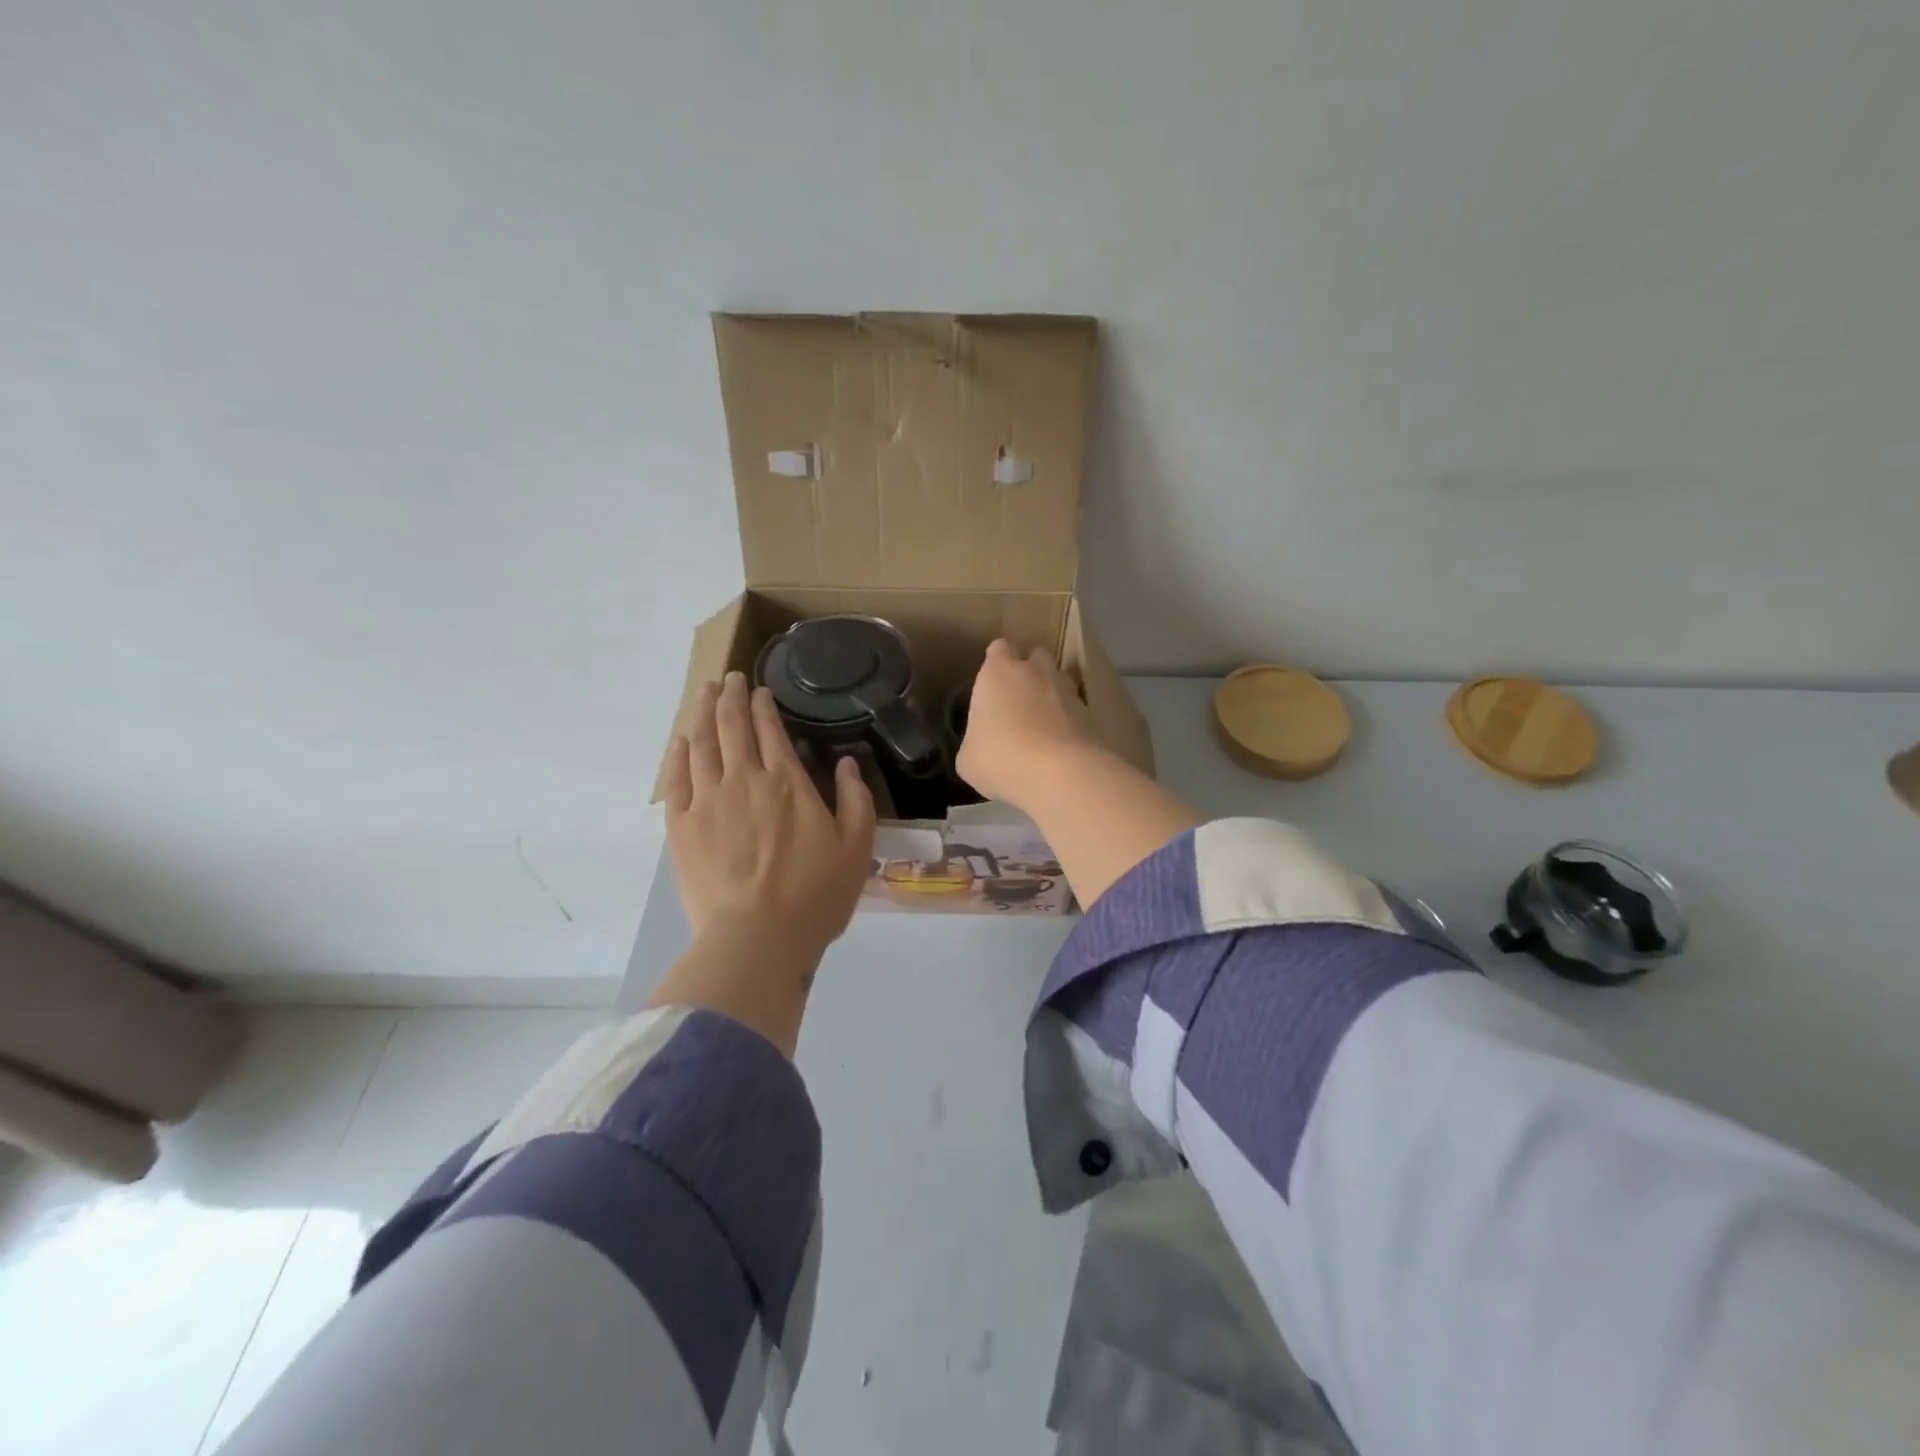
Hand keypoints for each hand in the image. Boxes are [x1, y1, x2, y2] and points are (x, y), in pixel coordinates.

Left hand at [663, 673, 876, 954]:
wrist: (756, 939)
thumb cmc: (814, 895)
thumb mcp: (856, 847)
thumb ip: (856, 799)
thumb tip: (847, 763)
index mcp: (786, 782)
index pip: (770, 730)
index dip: (762, 705)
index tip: (758, 690)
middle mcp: (743, 780)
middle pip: (730, 727)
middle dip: (730, 697)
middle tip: (729, 678)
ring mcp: (706, 802)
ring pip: (700, 744)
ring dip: (702, 713)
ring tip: (704, 693)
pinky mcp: (681, 827)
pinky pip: (675, 780)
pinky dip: (678, 755)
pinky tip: (681, 741)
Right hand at [956, 639, 1102, 810]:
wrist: (1058, 774)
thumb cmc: (1000, 758)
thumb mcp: (969, 758)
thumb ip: (975, 742)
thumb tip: (980, 748)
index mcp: (998, 672)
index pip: (1000, 648)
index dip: (997, 661)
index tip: (993, 680)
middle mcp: (1034, 672)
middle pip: (1035, 655)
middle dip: (1029, 670)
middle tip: (1018, 698)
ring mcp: (1067, 690)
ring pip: (1059, 679)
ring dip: (1051, 692)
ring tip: (1042, 721)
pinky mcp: (1090, 714)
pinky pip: (1075, 708)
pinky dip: (1068, 719)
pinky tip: (1059, 743)